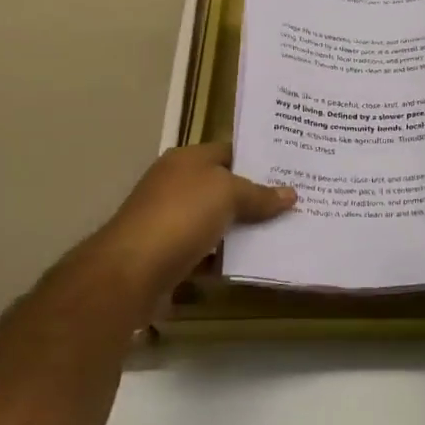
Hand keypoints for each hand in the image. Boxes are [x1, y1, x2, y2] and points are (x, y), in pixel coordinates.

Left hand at [77, 143, 294, 319]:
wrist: (129, 272)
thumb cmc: (180, 217)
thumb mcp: (227, 194)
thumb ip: (259, 194)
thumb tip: (291, 193)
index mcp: (186, 160)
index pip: (229, 151)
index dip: (259, 160)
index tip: (291, 171)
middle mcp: (175, 185)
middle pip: (223, 187)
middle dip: (255, 197)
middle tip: (294, 203)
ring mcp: (169, 221)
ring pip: (216, 221)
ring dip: (242, 229)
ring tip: (282, 232)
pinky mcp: (168, 255)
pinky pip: (206, 251)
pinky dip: (225, 257)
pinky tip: (252, 262)